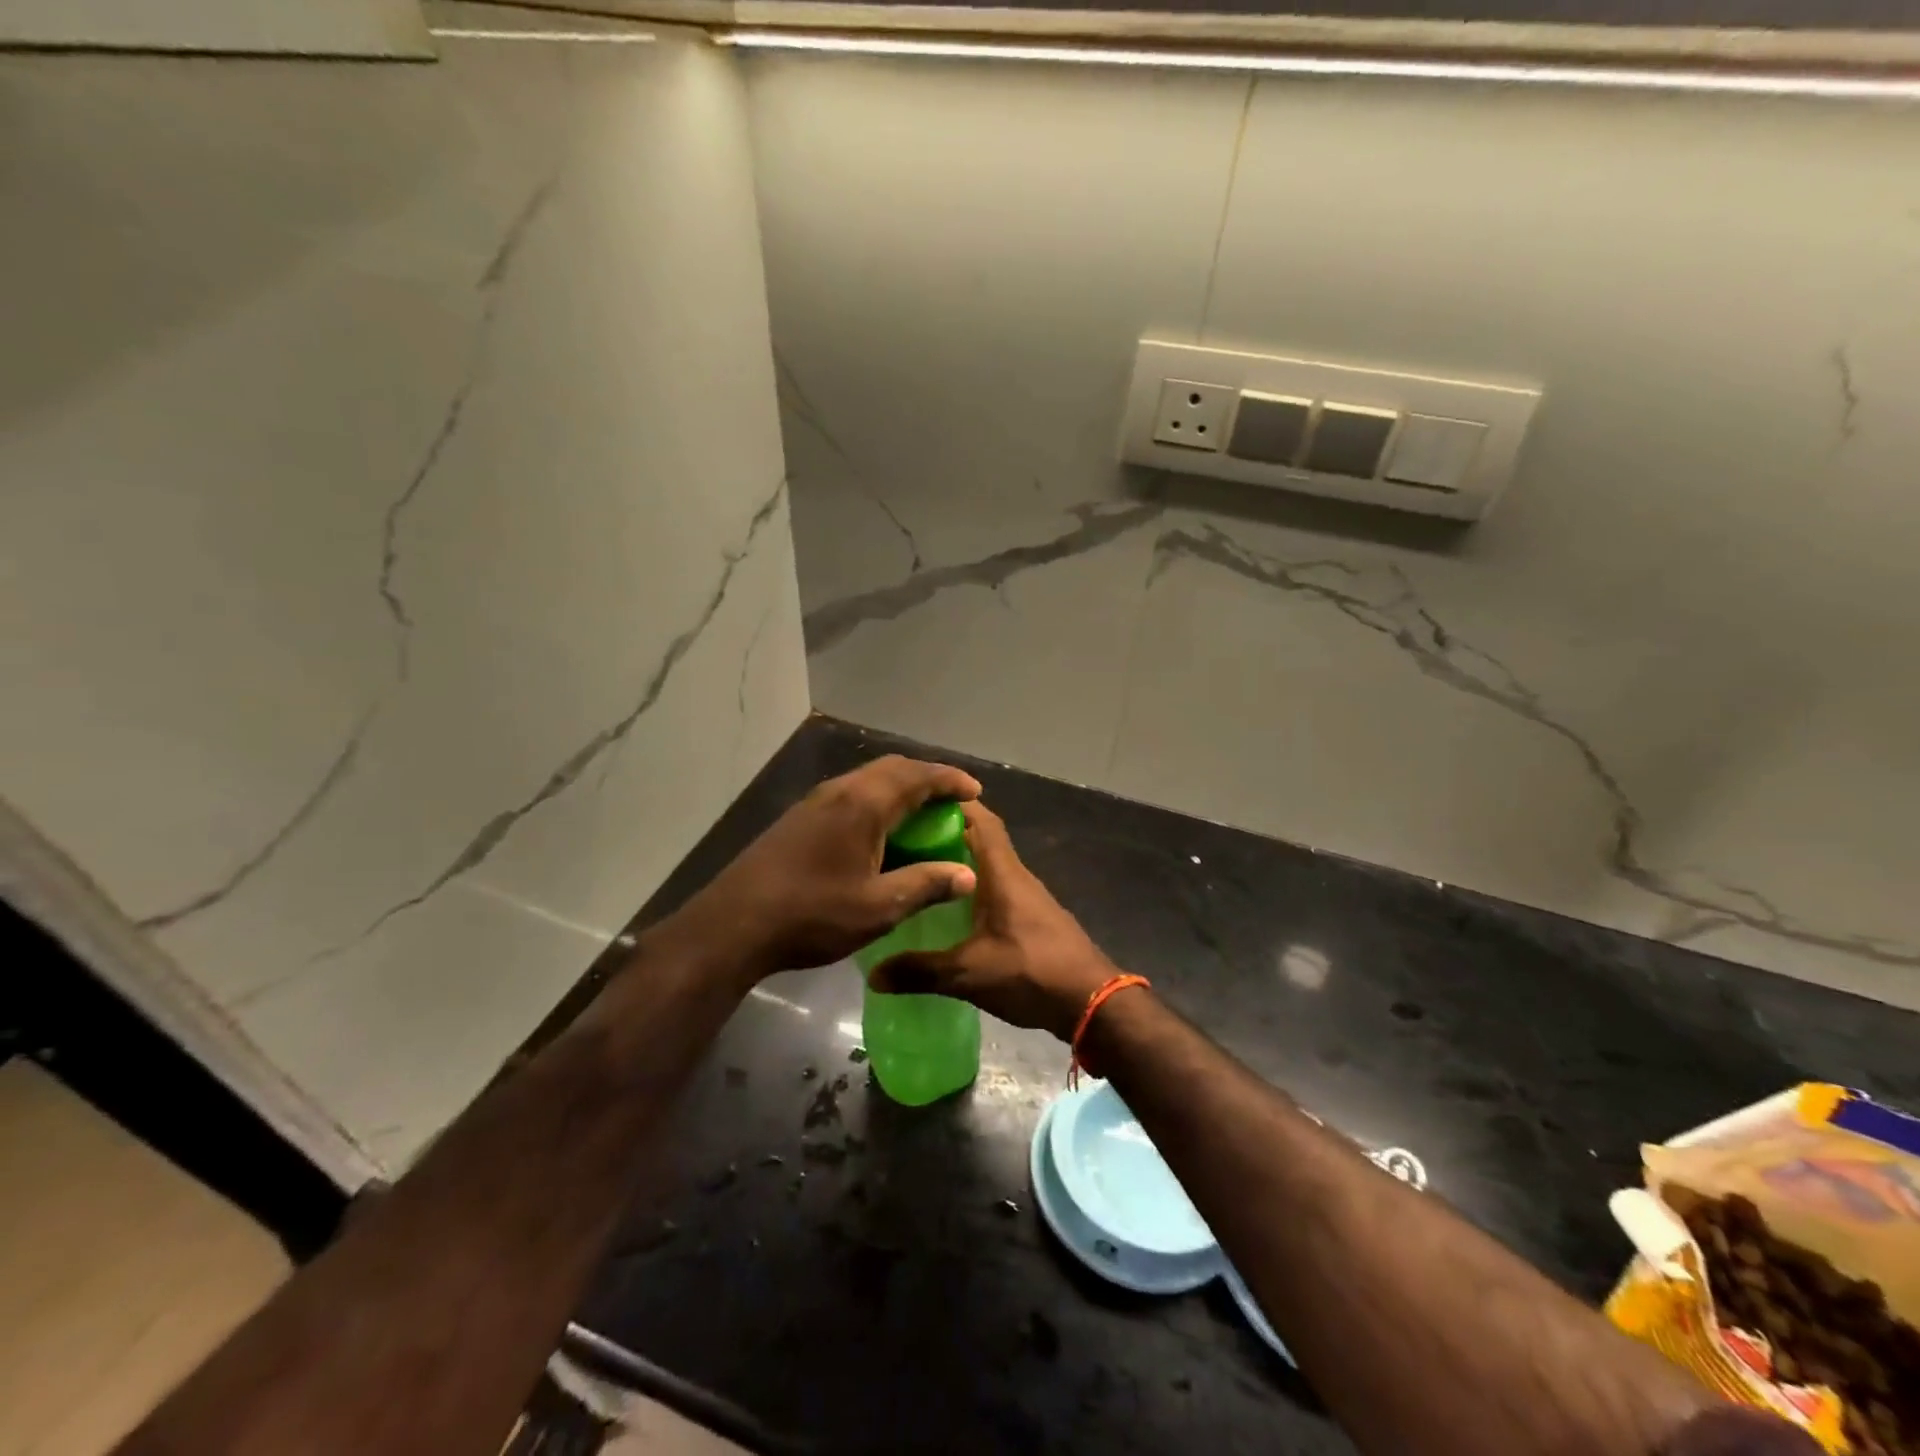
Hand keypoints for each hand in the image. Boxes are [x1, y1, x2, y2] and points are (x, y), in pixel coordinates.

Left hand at [663, 755, 981, 981]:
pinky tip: (880, 833)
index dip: (949, 780)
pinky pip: (849, 795)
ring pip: (867, 780)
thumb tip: (967, 874)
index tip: (974, 791)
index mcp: (862, 804)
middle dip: (926, 779)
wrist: (733, 925)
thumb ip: (925, 885)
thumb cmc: (812, 915)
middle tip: (951, 801)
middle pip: (891, 769)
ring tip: (922, 815)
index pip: (916, 776)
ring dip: (899, 789)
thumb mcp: (878, 908)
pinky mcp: (799, 819)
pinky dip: (876, 802)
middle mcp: (839, 791)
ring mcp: (814, 802)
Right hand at [868, 800, 1118, 1039]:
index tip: (916, 801)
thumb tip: (874, 975)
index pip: (980, 819)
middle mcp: (1017, 875)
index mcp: (1003, 873)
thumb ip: (921, 971)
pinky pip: (997, 887)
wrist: (1092, 1002)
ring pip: (989, 864)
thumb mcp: (969, 974)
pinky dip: (973, 885)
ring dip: (959, 859)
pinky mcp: (1032, 917)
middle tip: (905, 837)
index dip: (952, 803)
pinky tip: (951, 908)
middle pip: (981, 838)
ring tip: (920, 868)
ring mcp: (1027, 896)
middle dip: (946, 831)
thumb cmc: (1031, 972)